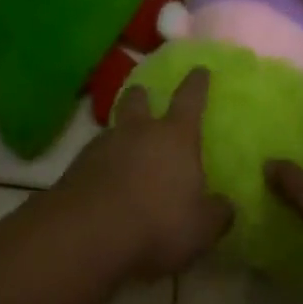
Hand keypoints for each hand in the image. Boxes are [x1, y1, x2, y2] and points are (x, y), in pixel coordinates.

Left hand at [56, 67, 232, 279]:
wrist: (88, 233)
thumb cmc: (157, 223)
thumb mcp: (201, 228)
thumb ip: (217, 213)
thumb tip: (225, 205)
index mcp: (175, 136)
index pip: (190, 99)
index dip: (197, 83)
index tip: (200, 69)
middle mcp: (139, 130)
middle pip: (138, 99)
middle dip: (142, 95)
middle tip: (144, 96)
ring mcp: (104, 145)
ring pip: (113, 127)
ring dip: (120, 134)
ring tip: (124, 150)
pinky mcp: (77, 167)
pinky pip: (94, 156)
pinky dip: (101, 164)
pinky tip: (104, 183)